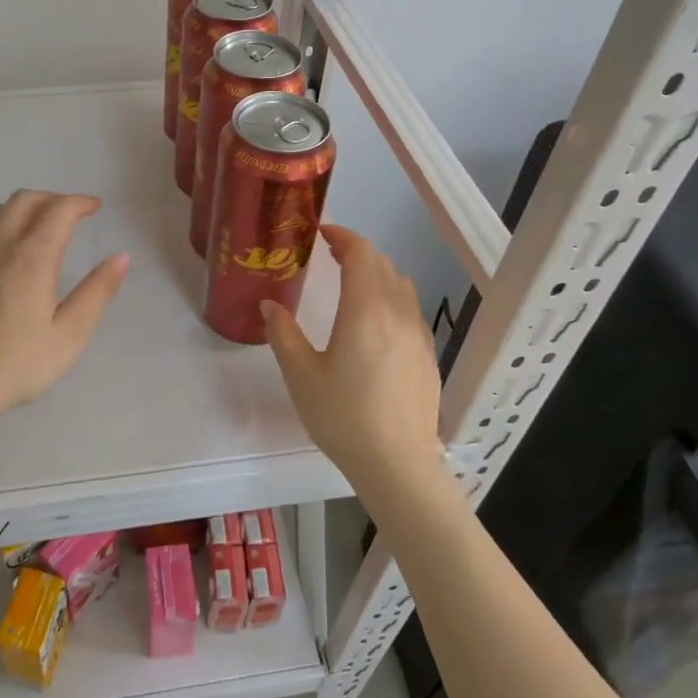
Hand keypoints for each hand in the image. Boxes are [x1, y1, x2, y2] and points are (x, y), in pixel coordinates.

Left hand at [0, 190, 127, 425]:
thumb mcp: (69, 335)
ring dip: (19, 208)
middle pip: (24, 200)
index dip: (80, 202)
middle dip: (52, 199)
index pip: (59, 210)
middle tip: (70, 214)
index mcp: (31, 257)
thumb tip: (120, 257)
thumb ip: (97, 292)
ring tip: (34, 225)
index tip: (95, 207)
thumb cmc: (15, 365)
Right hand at [261, 225, 441, 488]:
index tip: (321, 232)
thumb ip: (283, 334)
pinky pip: (411, 310)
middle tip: (330, 256)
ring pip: (401, 285)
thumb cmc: (343, 417)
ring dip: (377, 274)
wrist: (397, 464)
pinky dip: (392, 299)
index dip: (342, 236)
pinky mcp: (428, 354)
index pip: (361, 253)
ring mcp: (419, 334)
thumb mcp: (301, 376)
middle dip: (356, 252)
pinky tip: (376, 323)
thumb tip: (269, 304)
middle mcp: (397, 313)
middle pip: (382, 265)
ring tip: (352, 284)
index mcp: (365, 311)